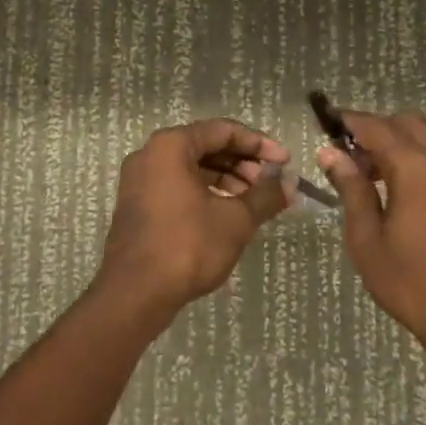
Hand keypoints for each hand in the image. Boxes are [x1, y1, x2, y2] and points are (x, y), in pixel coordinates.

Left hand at [94, 119, 290, 325]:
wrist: (135, 293)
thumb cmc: (188, 246)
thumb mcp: (236, 220)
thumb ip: (266, 196)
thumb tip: (291, 182)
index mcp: (171, 146)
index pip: (223, 130)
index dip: (258, 144)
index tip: (284, 161)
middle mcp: (150, 154)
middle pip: (205, 146)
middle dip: (242, 162)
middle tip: (270, 184)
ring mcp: (139, 180)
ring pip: (191, 168)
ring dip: (226, 179)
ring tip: (254, 202)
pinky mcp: (138, 205)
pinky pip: (177, 185)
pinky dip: (205, 192)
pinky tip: (227, 213)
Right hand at [318, 109, 425, 352]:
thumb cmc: (408, 282)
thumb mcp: (366, 238)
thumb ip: (351, 188)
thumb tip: (331, 154)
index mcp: (415, 169)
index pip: (377, 127)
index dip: (350, 121)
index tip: (328, 123)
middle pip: (407, 122)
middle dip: (377, 129)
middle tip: (352, 157)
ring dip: (401, 141)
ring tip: (377, 175)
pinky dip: (422, 157)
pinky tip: (406, 191)